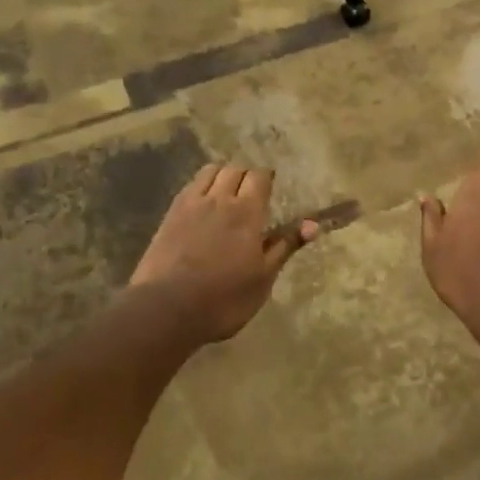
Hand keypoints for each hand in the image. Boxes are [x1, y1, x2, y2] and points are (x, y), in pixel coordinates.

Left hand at [130, 164, 319, 344]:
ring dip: (222, 175)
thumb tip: (313, 224)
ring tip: (226, 193)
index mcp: (247, 212)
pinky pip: (190, 186)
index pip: (259, 177)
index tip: (270, 190)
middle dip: (246, 176)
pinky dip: (201, 186)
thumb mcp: (263, 278)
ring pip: (210, 171)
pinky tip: (202, 204)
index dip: (266, 179)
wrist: (165, 310)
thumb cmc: (224, 298)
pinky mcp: (169, 215)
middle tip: (251, 193)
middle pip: (235, 170)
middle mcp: (219, 199)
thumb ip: (285, 246)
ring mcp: (191, 204)